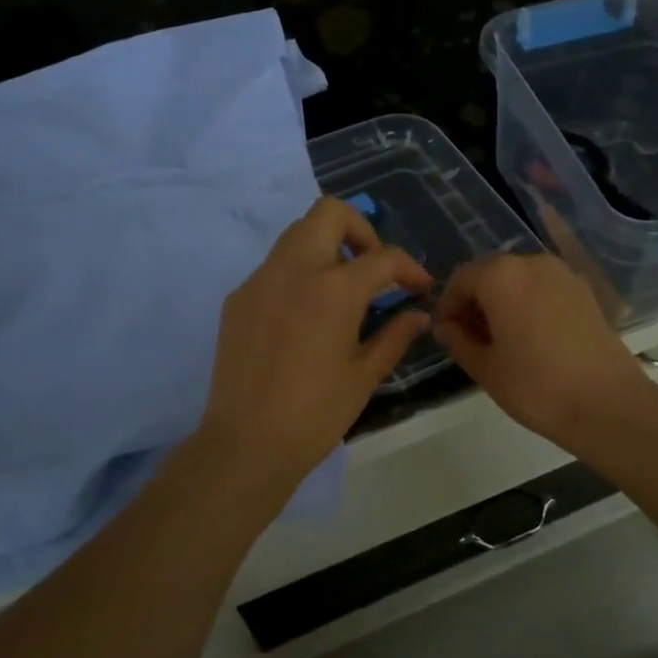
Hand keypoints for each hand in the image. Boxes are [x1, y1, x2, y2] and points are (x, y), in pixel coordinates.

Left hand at [199, 197, 432, 487]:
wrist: (246, 444)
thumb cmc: (315, 414)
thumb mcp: (364, 376)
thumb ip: (395, 336)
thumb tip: (418, 315)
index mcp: (333, 290)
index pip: (382, 257)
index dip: (410, 269)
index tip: (420, 288)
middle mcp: (293, 270)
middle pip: (329, 213)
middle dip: (360, 231)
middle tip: (373, 269)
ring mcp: (259, 281)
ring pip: (297, 234)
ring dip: (327, 247)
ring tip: (342, 290)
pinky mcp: (237, 299)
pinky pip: (274, 267)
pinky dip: (298, 273)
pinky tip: (306, 315)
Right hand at [433, 253, 654, 452]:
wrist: (607, 404)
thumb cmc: (536, 386)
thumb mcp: (485, 368)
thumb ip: (458, 340)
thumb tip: (446, 326)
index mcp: (501, 275)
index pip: (461, 278)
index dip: (448, 305)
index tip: (446, 333)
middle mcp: (532, 262)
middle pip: (491, 273)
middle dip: (475, 300)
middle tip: (470, 338)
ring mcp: (563, 274)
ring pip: (519, 279)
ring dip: (503, 301)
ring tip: (501, 340)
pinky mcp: (585, 291)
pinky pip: (544, 288)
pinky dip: (529, 303)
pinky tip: (531, 337)